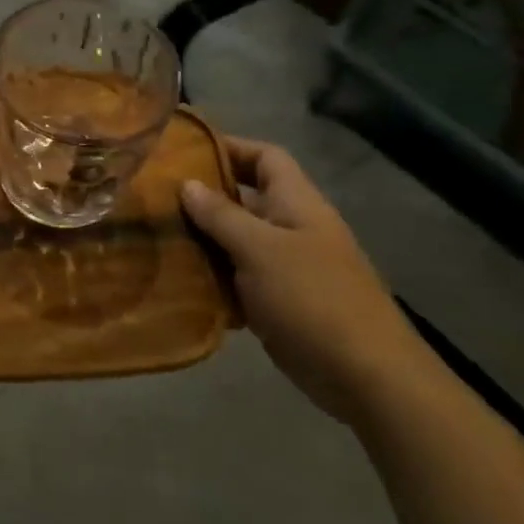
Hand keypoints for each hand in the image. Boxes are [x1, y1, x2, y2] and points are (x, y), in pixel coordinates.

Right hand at [181, 138, 427, 425]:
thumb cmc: (312, 298)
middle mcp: (293, 228)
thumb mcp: (260, 249)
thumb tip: (187, 183)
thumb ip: (221, 215)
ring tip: (158, 236)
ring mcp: (288, 268)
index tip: (185, 151)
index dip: (230, 146)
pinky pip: (239, 280)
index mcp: (297, 203)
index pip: (265, 157)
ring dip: (204, 240)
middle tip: (157, 196)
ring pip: (238, 241)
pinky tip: (179, 281)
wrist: (366, 376)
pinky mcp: (279, 303)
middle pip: (246, 199)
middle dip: (205, 196)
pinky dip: (214, 278)